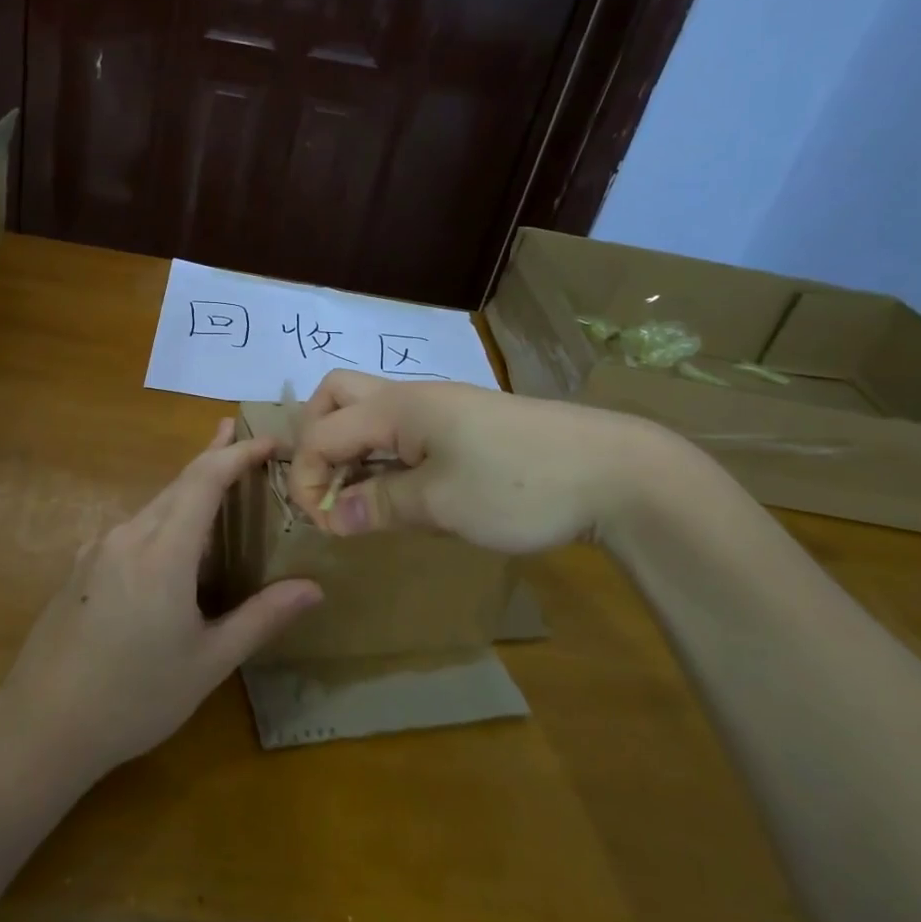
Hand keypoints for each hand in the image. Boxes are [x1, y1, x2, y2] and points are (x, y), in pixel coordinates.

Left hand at [0, 420, 323, 780]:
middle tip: (246, 443)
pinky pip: (133, 529)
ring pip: (154, 506)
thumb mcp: (208, 663)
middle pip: (178, 483)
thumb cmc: (135, 697)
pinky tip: (171, 545)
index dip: (237, 454)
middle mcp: (128, 536)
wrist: (42, 725)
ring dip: (188, 491)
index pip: (204, 480)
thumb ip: (261, 618)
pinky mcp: (82, 566)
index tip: (268, 440)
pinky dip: (163, 519)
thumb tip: (313, 589)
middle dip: (214, 458)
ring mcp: (98, 549)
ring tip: (219, 488)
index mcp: (163, 553)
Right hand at [290, 369, 674, 553]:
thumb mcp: (442, 504)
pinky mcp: (463, 423)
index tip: (325, 525)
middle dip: (316, 440)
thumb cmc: (519, 486)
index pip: (321, 433)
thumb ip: (380, 505)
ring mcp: (439, 406)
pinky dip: (383, 453)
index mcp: (397, 408)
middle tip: (331, 487)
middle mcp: (410, 396)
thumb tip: (332, 515)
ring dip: (350, 447)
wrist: (613, 471)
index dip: (307, 479)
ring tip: (364, 495)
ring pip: (368, 410)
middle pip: (335, 396)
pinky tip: (404, 488)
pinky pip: (401, 428)